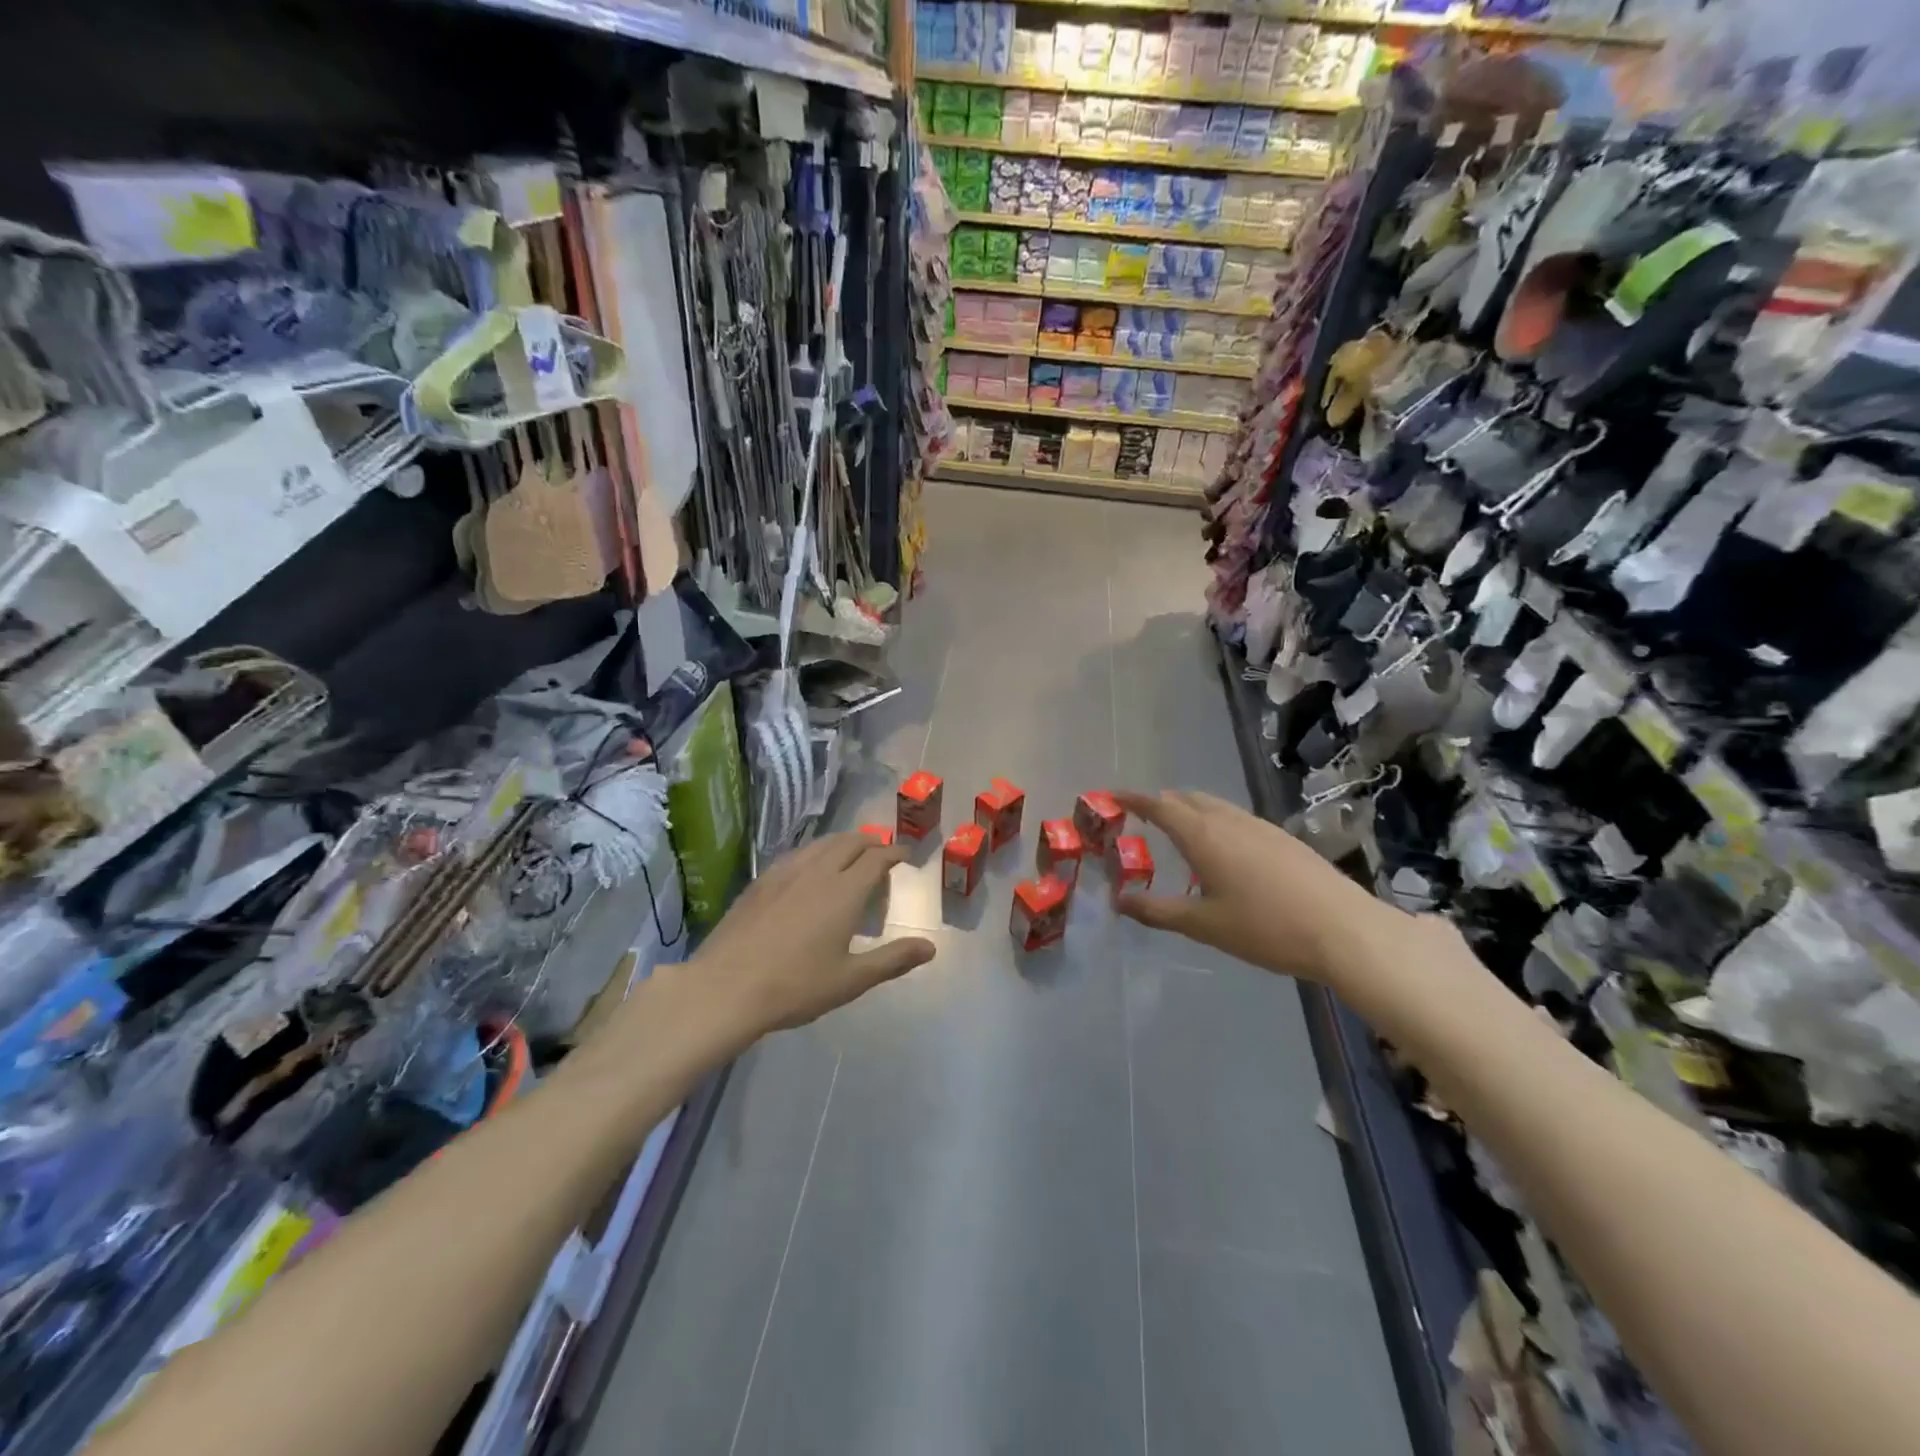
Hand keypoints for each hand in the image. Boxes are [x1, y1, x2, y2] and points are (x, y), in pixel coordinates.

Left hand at [692, 832, 935, 1033]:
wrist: (725, 988)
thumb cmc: (795, 986)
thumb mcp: (851, 980)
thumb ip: (892, 960)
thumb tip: (930, 948)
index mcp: (844, 891)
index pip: (877, 858)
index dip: (895, 852)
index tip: (906, 855)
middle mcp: (817, 872)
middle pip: (849, 842)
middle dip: (870, 842)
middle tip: (881, 852)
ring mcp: (784, 873)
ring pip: (820, 844)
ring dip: (842, 842)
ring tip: (849, 854)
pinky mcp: (760, 882)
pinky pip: (796, 854)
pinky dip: (814, 852)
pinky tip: (808, 869)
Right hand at [1112, 789, 1401, 983]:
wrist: (1344, 930)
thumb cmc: (1265, 927)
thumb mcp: (1204, 924)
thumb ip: (1158, 911)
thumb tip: (1120, 902)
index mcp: (1203, 835)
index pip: (1159, 805)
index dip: (1133, 799)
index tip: (1112, 796)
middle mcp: (1229, 820)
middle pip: (1187, 799)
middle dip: (1162, 803)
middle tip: (1143, 819)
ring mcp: (1260, 826)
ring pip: (1215, 806)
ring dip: (1190, 811)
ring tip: (1179, 833)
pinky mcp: (1283, 839)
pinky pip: (1237, 818)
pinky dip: (1216, 822)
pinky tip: (1223, 852)